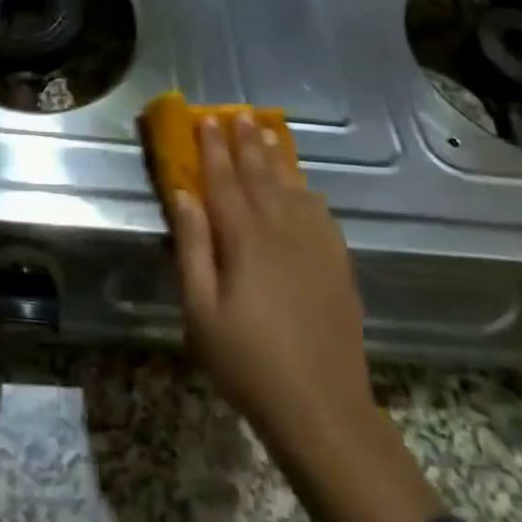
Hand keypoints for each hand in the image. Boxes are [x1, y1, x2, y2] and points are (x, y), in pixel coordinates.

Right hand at [168, 113, 373, 440]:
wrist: (322, 408)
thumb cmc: (247, 361)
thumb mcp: (200, 310)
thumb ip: (191, 247)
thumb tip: (183, 195)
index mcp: (244, 239)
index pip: (223, 181)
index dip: (213, 148)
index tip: (206, 120)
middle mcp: (281, 230)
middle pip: (260, 175)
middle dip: (246, 142)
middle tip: (238, 114)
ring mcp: (315, 246)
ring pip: (293, 188)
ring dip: (277, 157)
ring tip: (268, 131)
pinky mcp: (337, 265)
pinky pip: (321, 213)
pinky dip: (308, 191)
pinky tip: (305, 185)